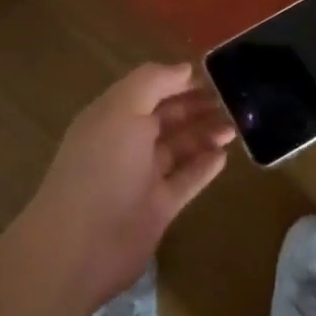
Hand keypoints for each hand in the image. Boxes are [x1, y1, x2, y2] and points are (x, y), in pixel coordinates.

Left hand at [19, 63, 234, 306]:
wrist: (81, 246)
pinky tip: (224, 155)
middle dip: (197, 105)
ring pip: (180, 147)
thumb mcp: (123, 110)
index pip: (150, 90)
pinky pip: (186, 180)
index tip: (213, 74)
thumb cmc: (102, 167)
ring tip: (235, 125)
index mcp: (112, 116)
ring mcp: (142, 177)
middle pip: (167, 117)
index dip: (179, 80)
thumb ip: (153, 82)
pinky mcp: (158, 208)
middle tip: (233, 100)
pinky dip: (204, 167)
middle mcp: (127, 143)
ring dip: (205, 133)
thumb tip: (185, 68)